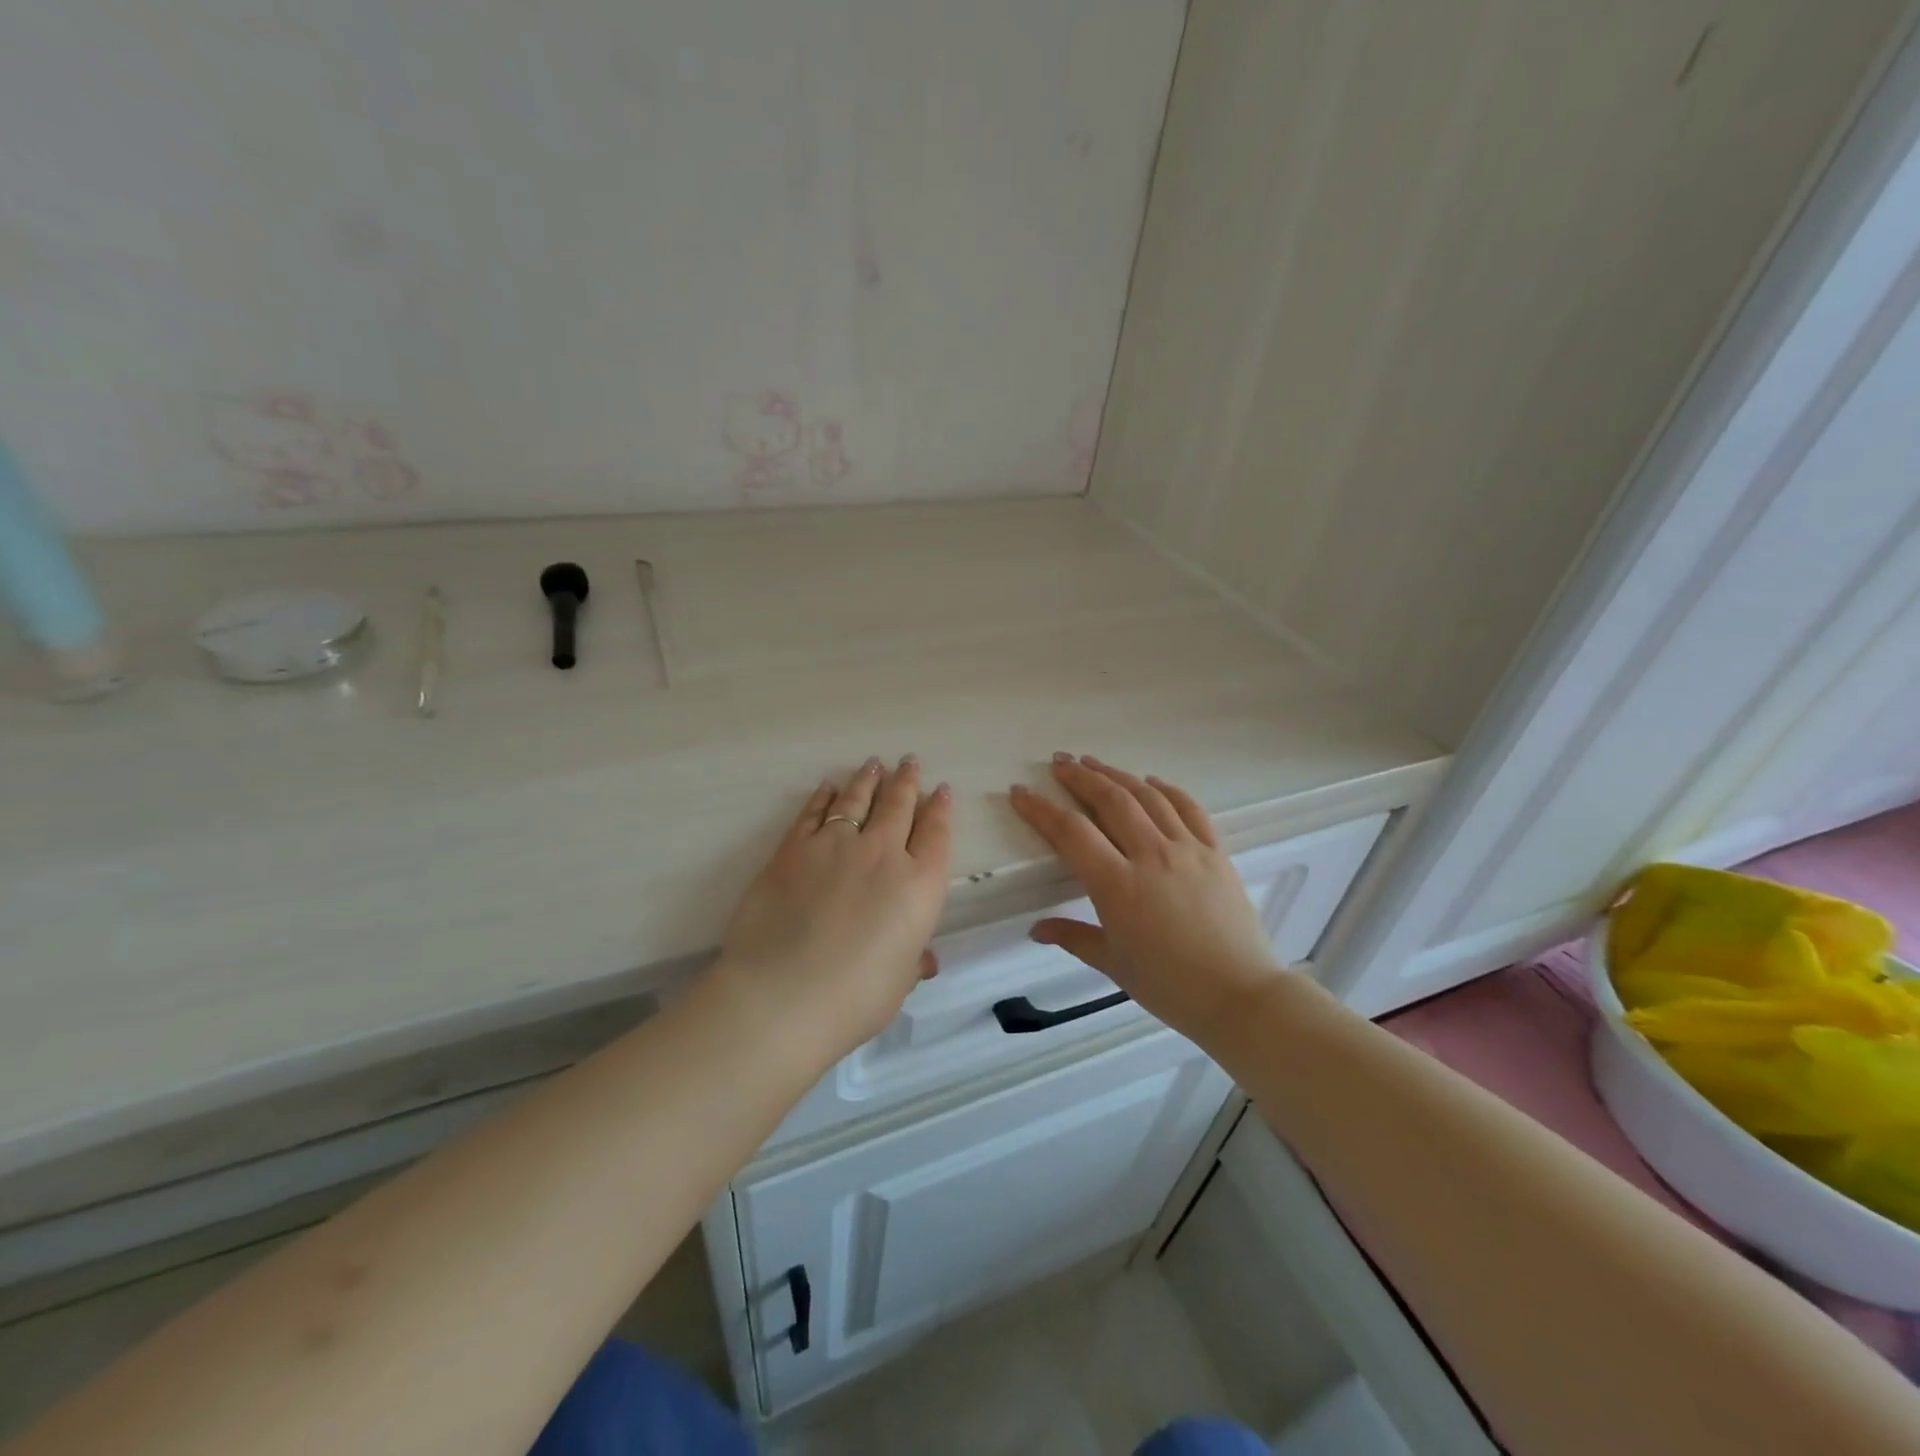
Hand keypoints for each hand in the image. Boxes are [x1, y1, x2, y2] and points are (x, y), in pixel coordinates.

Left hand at [712, 755, 952, 1061]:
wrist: (783, 995)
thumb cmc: (855, 998)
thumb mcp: (898, 983)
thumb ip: (913, 961)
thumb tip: (925, 960)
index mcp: (920, 886)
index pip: (936, 835)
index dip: (940, 810)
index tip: (941, 790)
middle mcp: (883, 854)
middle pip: (899, 806)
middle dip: (907, 781)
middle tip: (909, 762)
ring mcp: (836, 846)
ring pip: (857, 801)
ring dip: (868, 780)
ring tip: (874, 765)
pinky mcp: (793, 849)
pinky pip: (813, 813)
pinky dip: (823, 797)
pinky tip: (828, 787)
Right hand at [1009, 755, 1278, 1042]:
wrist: (1240, 995)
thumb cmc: (1170, 986)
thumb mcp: (1113, 964)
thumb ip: (1073, 937)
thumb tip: (1037, 929)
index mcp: (1119, 885)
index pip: (1071, 833)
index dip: (1041, 809)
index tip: (1020, 791)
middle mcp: (1152, 856)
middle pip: (1110, 800)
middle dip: (1080, 777)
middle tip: (1059, 763)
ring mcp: (1188, 849)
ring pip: (1147, 797)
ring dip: (1117, 775)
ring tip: (1094, 763)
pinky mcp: (1216, 853)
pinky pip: (1189, 809)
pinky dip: (1167, 790)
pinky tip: (1151, 782)